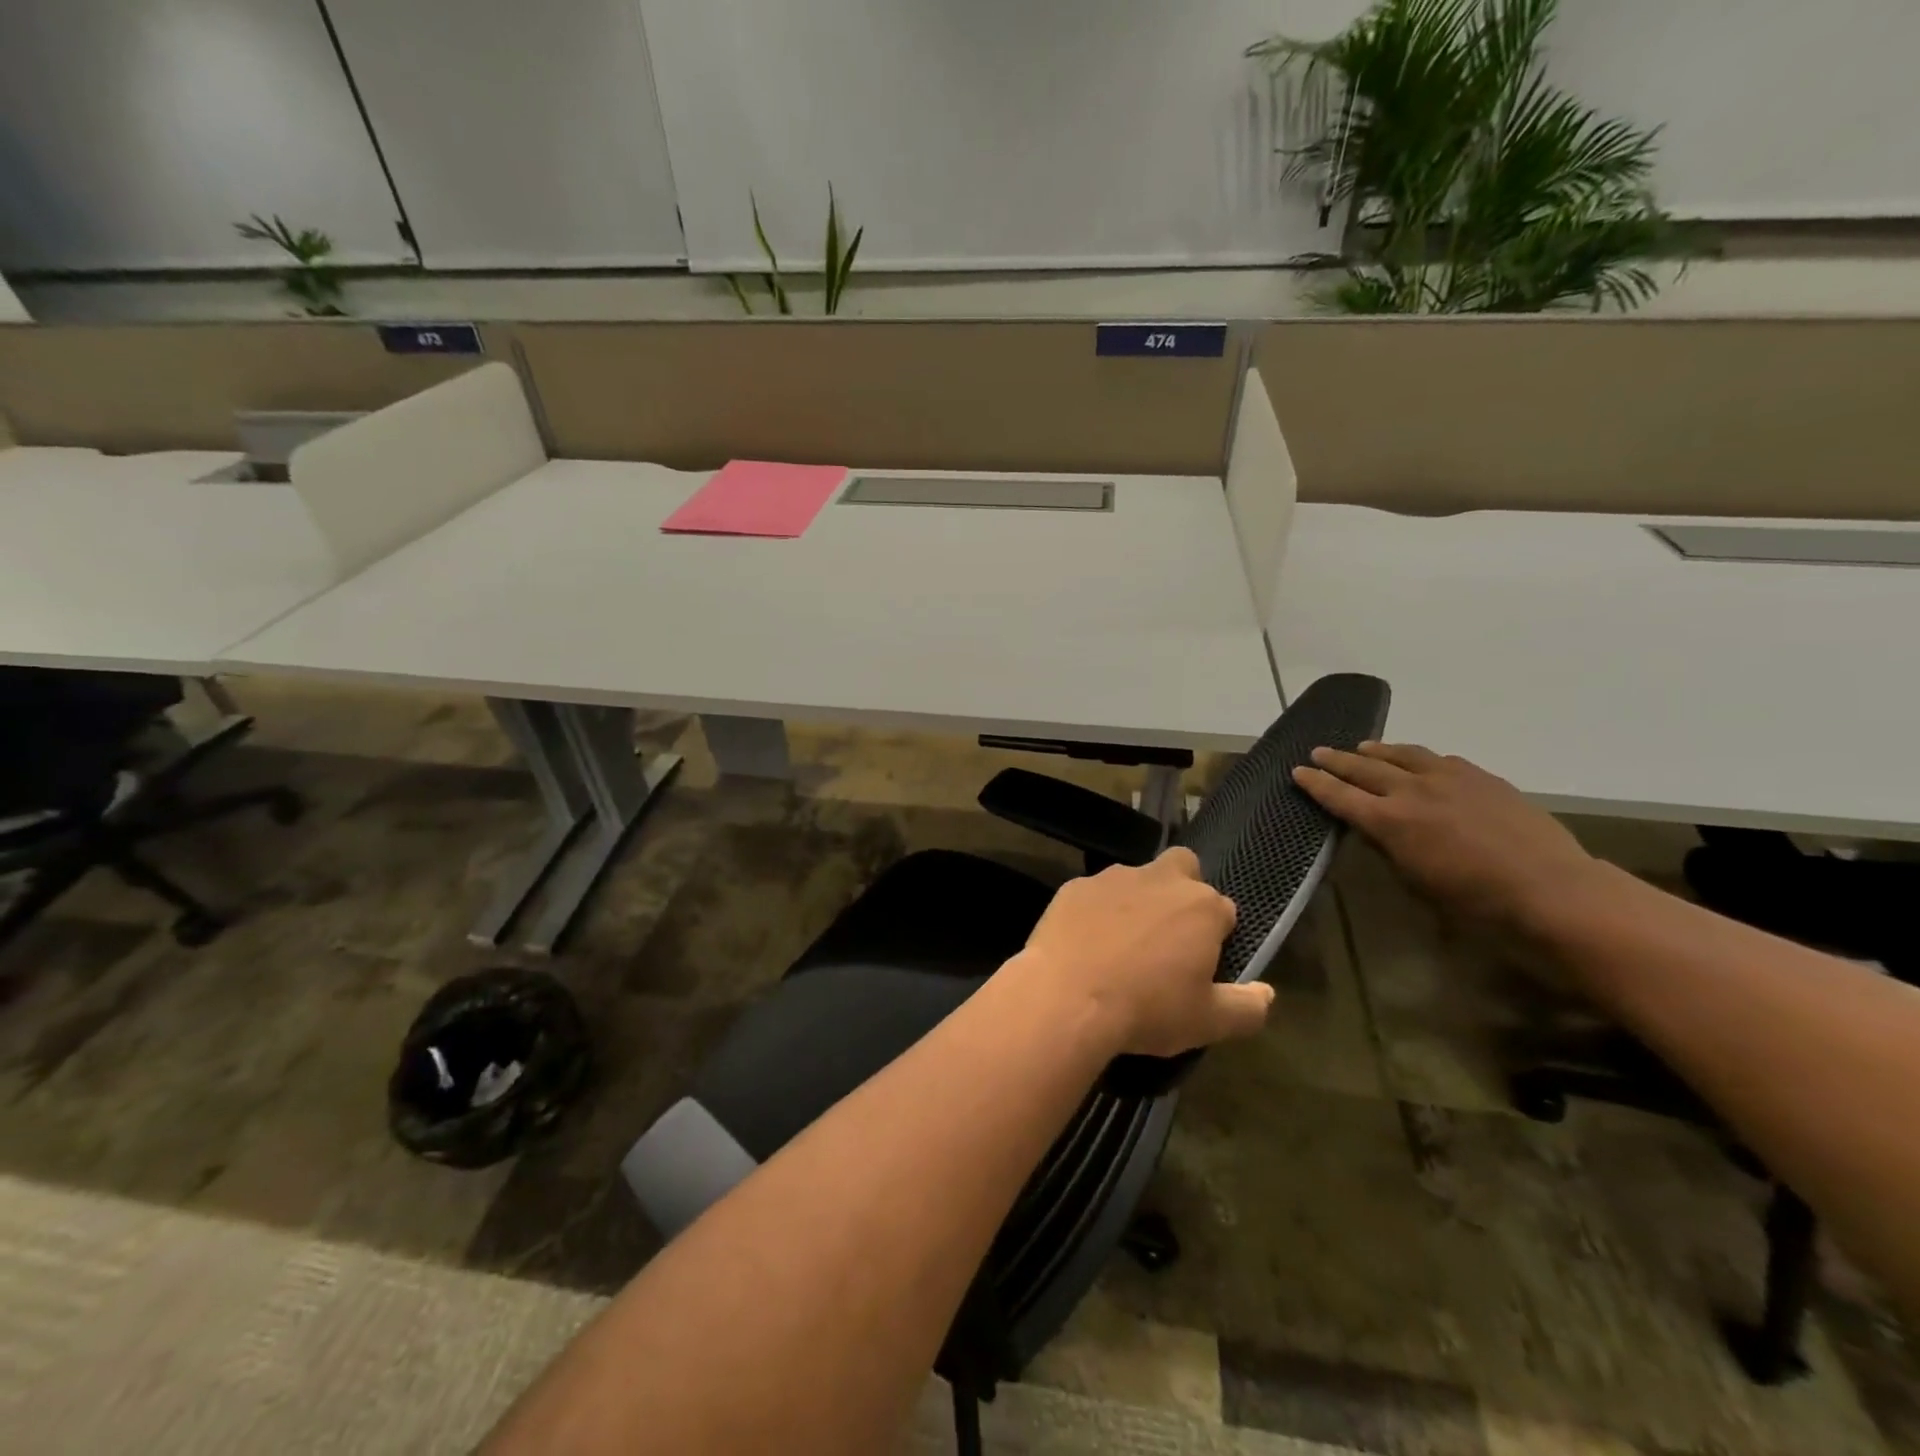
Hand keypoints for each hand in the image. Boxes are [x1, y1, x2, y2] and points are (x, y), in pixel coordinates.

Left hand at [1016, 848, 1272, 1057]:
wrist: (1066, 997)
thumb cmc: (1146, 1009)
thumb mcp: (1208, 1023)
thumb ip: (1247, 1007)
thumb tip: (1267, 993)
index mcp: (1202, 906)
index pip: (1224, 911)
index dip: (1217, 936)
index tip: (1202, 964)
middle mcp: (1160, 879)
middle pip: (1183, 868)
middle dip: (1183, 890)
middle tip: (1167, 935)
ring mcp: (1113, 878)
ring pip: (1136, 878)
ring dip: (1137, 901)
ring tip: (1121, 944)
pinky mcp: (1074, 886)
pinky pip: (1094, 893)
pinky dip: (1096, 911)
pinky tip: (1085, 943)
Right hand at [1293, 742, 1603, 929]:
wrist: (1552, 891)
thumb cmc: (1476, 903)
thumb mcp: (1417, 883)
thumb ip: (1391, 849)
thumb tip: (1377, 830)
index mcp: (1389, 821)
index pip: (1339, 796)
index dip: (1315, 783)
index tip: (1298, 771)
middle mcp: (1412, 791)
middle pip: (1364, 767)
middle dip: (1337, 759)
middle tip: (1318, 752)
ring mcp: (1449, 778)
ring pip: (1402, 754)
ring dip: (1377, 750)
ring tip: (1362, 746)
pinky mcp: (1482, 777)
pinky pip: (1439, 759)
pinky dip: (1418, 757)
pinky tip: (1419, 761)